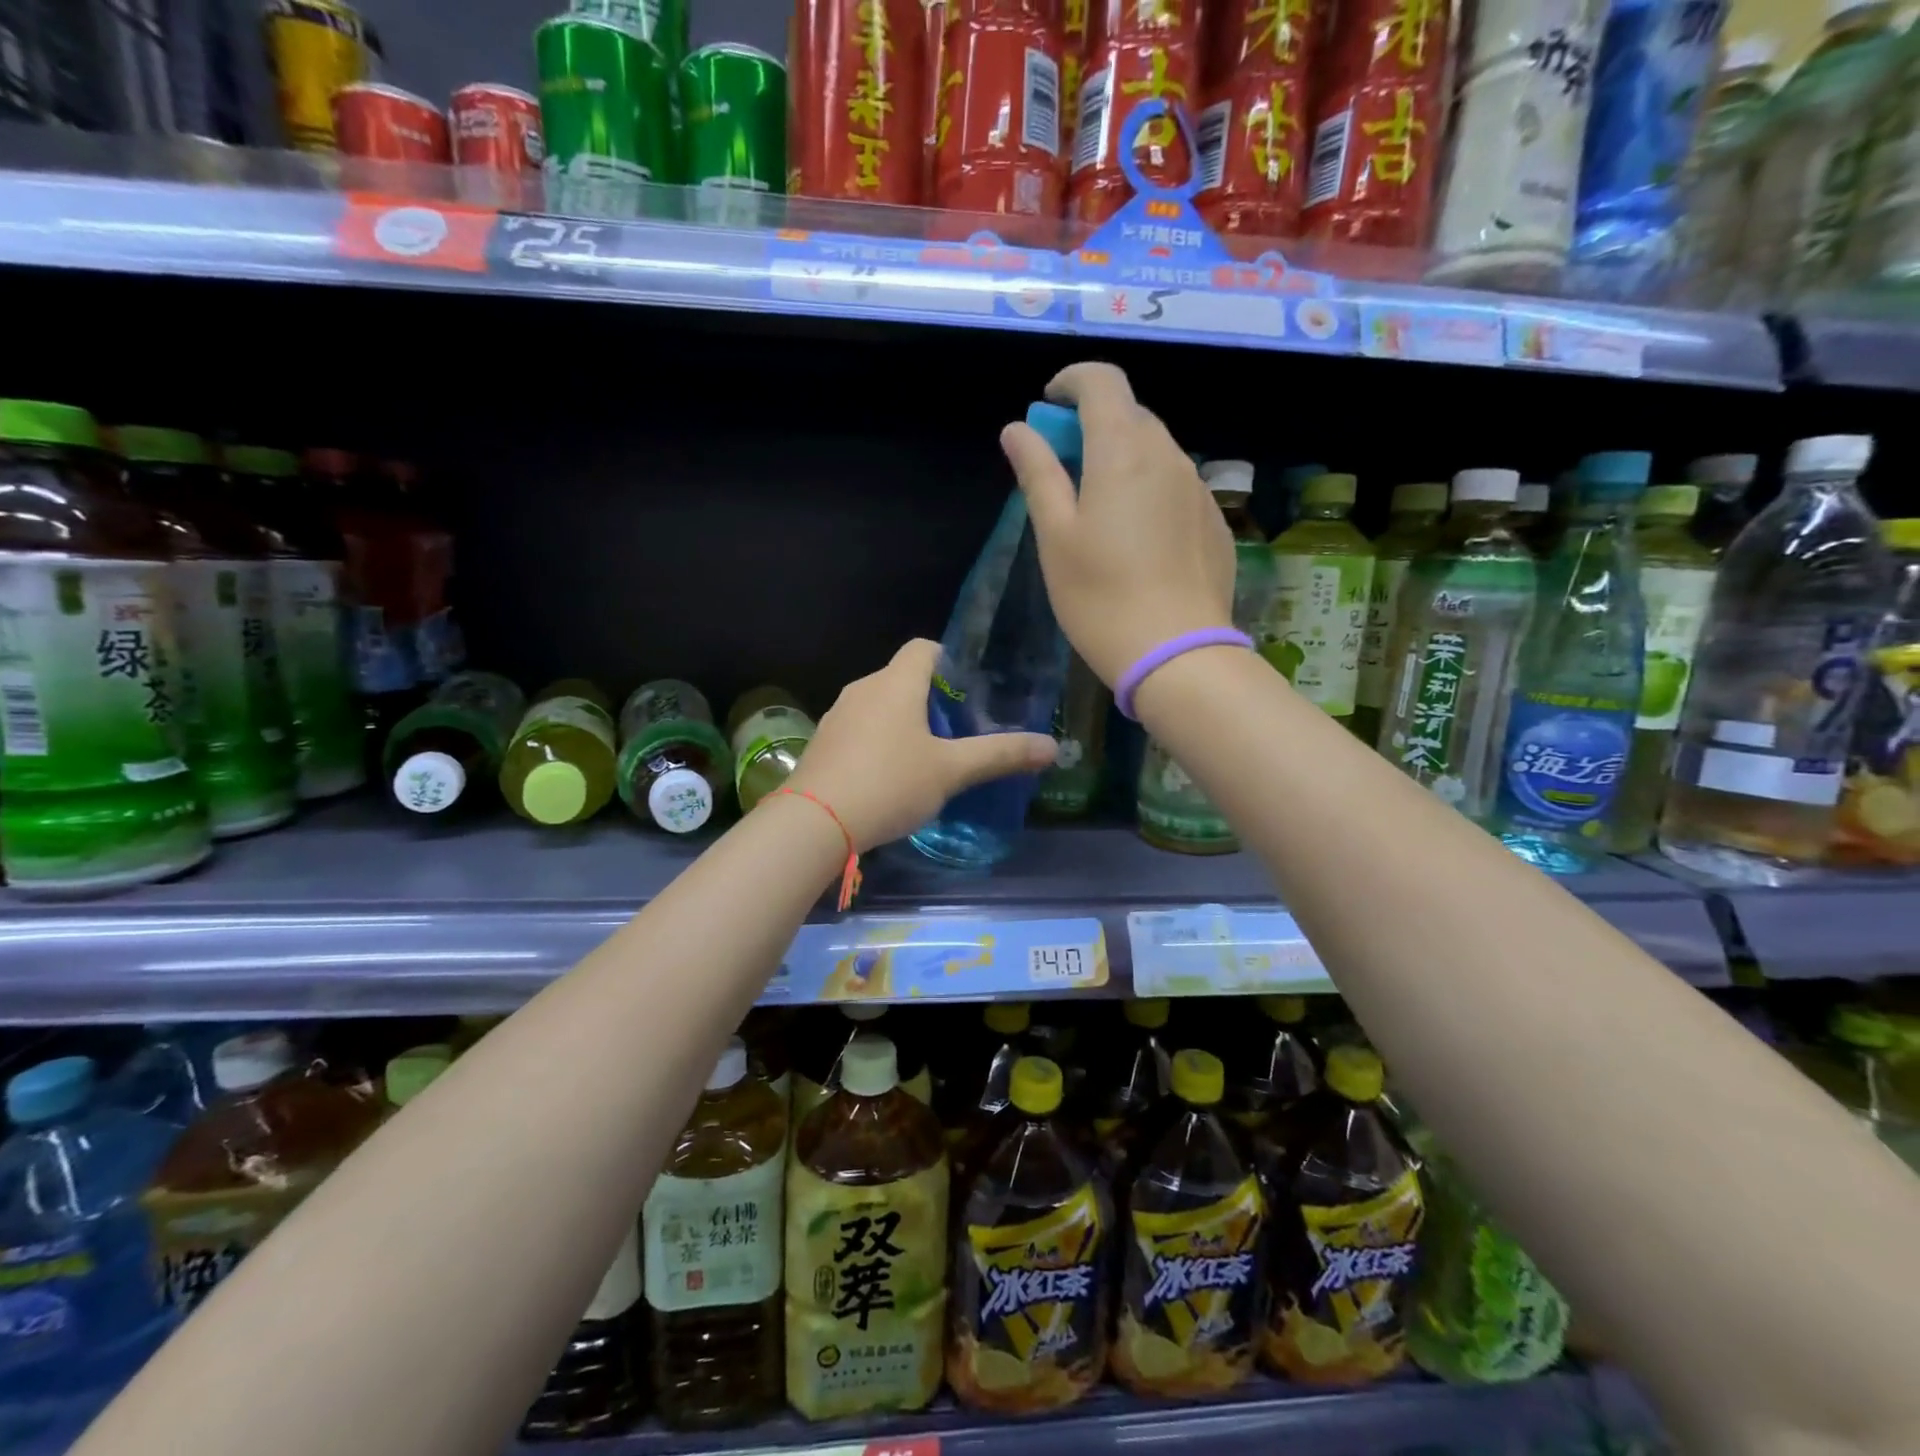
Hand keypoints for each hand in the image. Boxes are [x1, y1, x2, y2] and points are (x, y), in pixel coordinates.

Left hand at [786, 639, 1057, 851]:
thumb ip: (1000, 755)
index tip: (970, 691)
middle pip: (902, 677)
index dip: (950, 661)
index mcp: (895, 683)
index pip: (924, 648)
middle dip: (931, 698)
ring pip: (879, 705)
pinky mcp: (823, 744)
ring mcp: (837, 716)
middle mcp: (863, 689)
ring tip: (928, 756)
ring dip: (903, 722)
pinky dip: (878, 742)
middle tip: (959, 730)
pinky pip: (859, 730)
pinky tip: (890, 777)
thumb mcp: (951, 771)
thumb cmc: (889, 783)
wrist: (815, 822)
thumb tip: (1052, 747)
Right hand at [1000, 362, 1235, 686]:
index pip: (1103, 382)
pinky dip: (1150, 488)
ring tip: (1098, 507)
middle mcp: (1169, 456)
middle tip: (1063, 465)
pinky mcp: (1214, 522)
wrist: (1177, 653)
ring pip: (1157, 451)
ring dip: (1123, 457)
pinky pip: (1177, 486)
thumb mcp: (1056, 536)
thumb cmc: (1100, 596)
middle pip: (1131, 415)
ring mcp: (1198, 489)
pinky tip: (1137, 538)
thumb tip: (1018, 429)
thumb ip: (1037, 474)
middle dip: (1093, 423)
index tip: (1048, 405)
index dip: (1071, 381)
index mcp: (1123, 451)